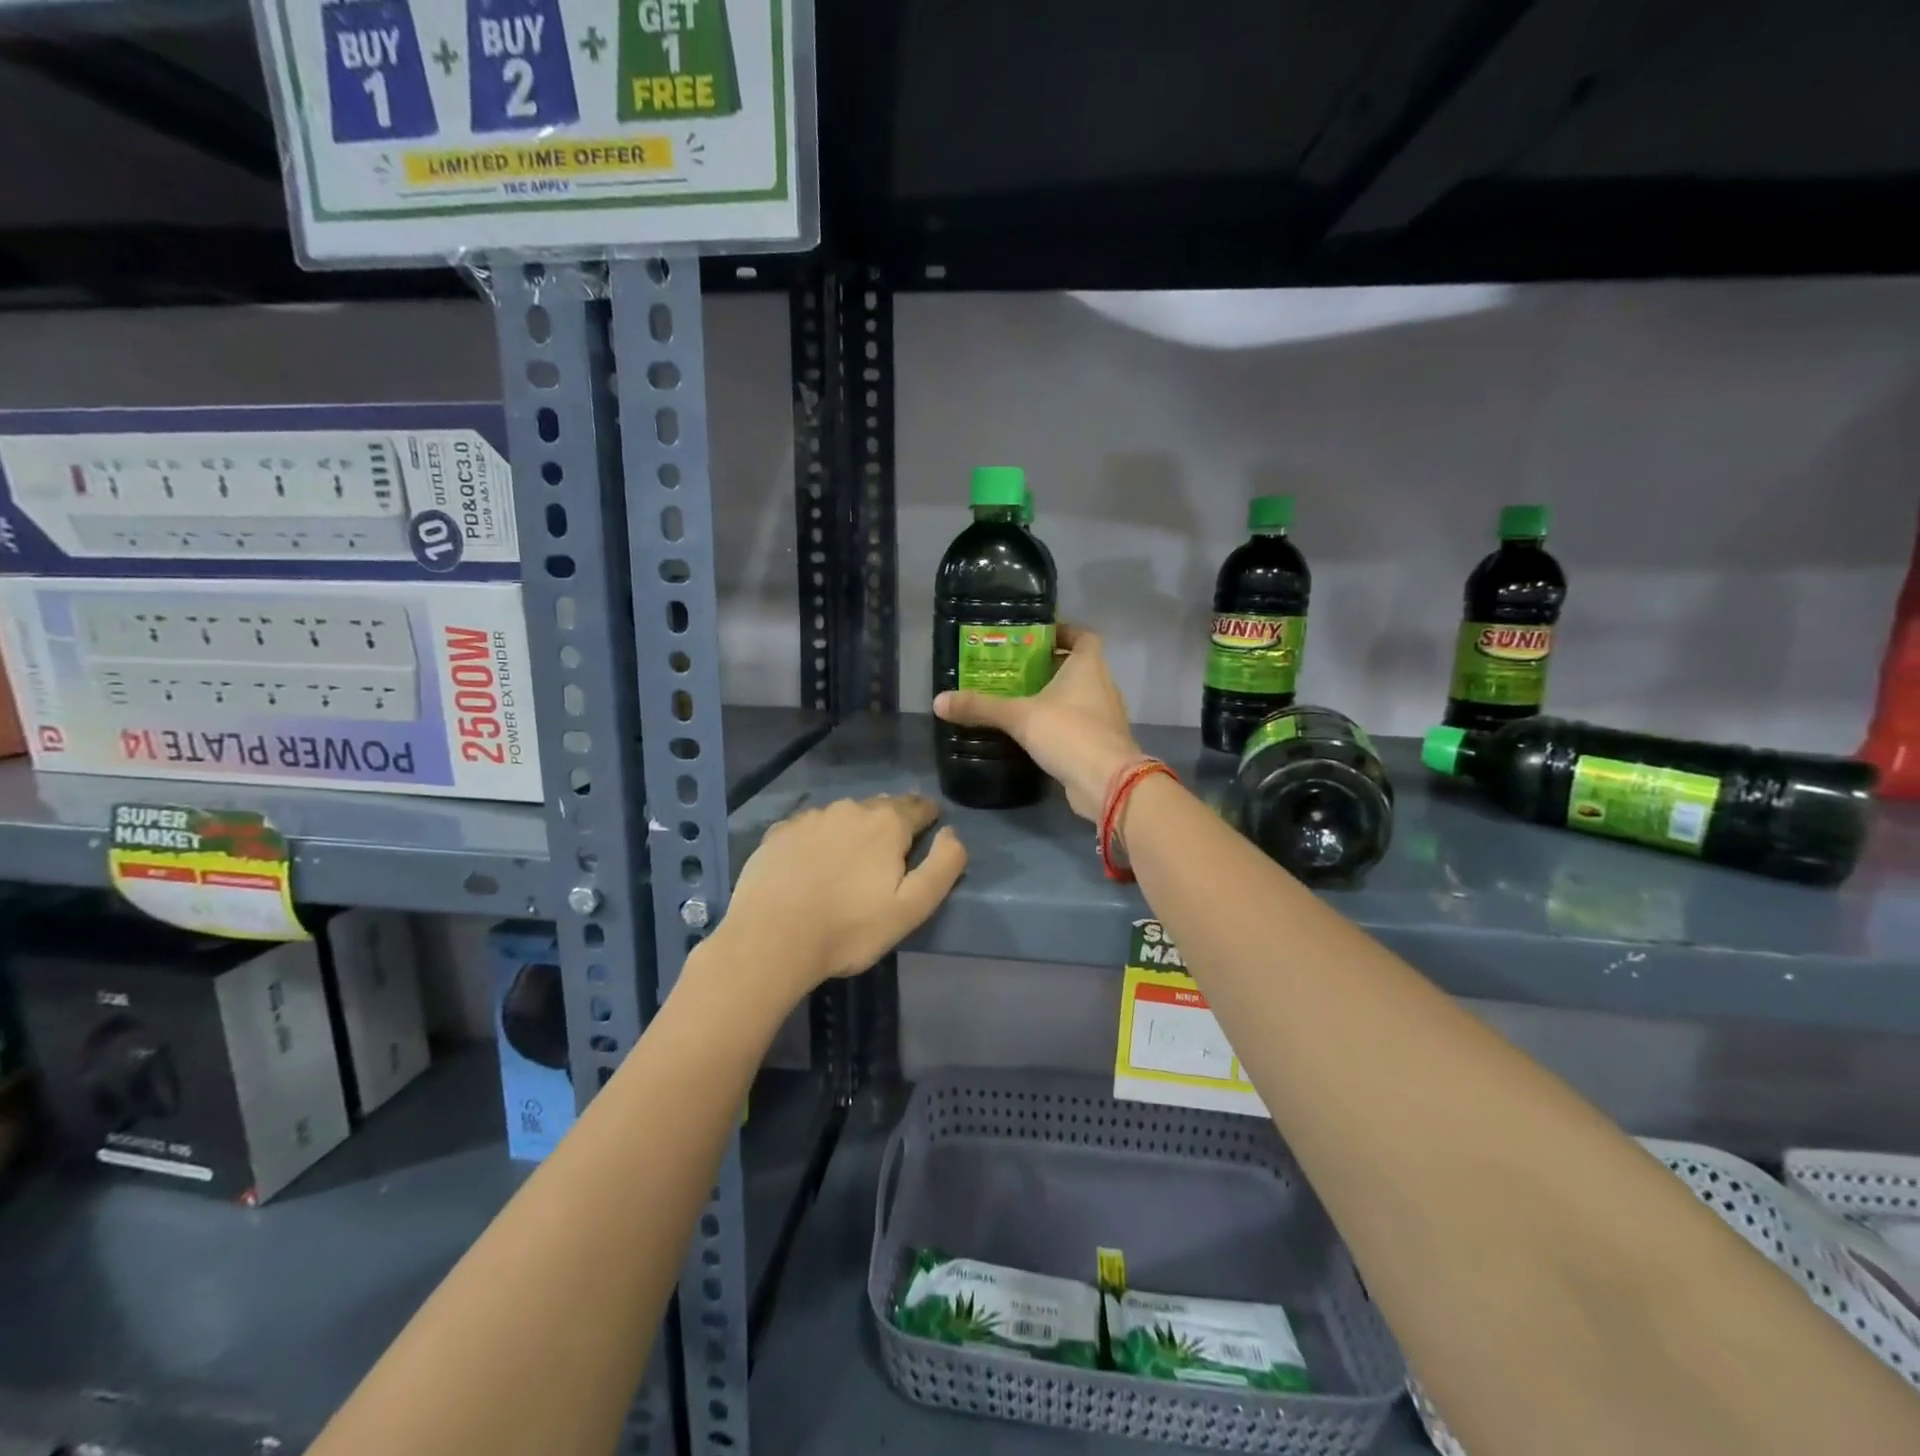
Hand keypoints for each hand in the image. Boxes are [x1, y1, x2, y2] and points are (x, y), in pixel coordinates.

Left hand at [721, 793, 966, 998]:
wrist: (770, 939)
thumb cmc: (849, 927)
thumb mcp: (912, 907)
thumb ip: (943, 866)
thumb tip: (953, 833)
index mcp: (887, 823)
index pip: (919, 807)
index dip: (928, 819)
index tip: (929, 833)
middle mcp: (849, 809)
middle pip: (881, 808)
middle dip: (891, 824)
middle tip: (889, 855)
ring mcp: (810, 818)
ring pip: (843, 817)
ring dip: (853, 831)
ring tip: (849, 863)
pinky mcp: (779, 833)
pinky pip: (810, 829)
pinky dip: (819, 840)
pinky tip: (812, 866)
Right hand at [934, 622, 1143, 820]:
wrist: (1107, 783)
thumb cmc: (1069, 733)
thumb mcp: (1019, 716)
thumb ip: (981, 707)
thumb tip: (938, 701)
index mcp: (1089, 666)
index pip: (1083, 636)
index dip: (1063, 632)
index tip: (1035, 637)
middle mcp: (1102, 685)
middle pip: (1078, 666)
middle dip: (1049, 666)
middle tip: (1014, 669)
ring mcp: (1105, 716)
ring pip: (1078, 696)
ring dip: (1054, 696)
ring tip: (1018, 699)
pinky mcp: (1101, 743)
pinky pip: (1078, 724)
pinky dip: (1059, 723)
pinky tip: (1033, 732)